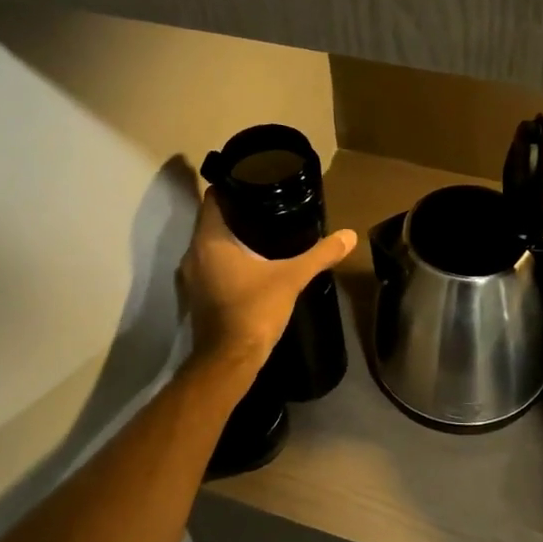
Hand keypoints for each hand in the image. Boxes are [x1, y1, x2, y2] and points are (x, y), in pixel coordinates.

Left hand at [178, 191, 356, 370]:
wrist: (229, 361)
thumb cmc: (254, 310)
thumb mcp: (292, 278)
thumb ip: (319, 254)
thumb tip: (350, 235)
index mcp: (210, 240)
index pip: (213, 198)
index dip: (231, 185)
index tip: (254, 180)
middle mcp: (193, 253)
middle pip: (212, 220)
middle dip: (237, 212)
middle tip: (267, 204)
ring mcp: (192, 276)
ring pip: (210, 244)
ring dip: (231, 237)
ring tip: (263, 231)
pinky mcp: (197, 295)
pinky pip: (211, 265)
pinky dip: (227, 259)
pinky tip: (252, 263)